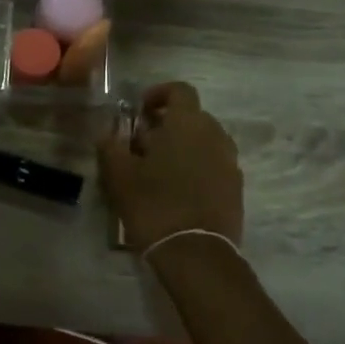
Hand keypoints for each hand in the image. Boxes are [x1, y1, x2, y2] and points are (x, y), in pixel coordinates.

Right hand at [97, 82, 242, 252]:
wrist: (195, 253)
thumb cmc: (154, 204)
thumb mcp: (119, 174)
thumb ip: (111, 146)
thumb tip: (108, 134)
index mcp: (187, 123)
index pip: (180, 90)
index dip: (159, 94)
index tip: (140, 110)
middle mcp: (215, 135)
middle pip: (193, 116)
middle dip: (169, 124)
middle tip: (143, 144)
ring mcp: (230, 162)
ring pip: (205, 141)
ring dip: (184, 146)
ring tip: (160, 168)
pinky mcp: (236, 188)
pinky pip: (215, 165)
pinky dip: (197, 167)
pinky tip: (178, 190)